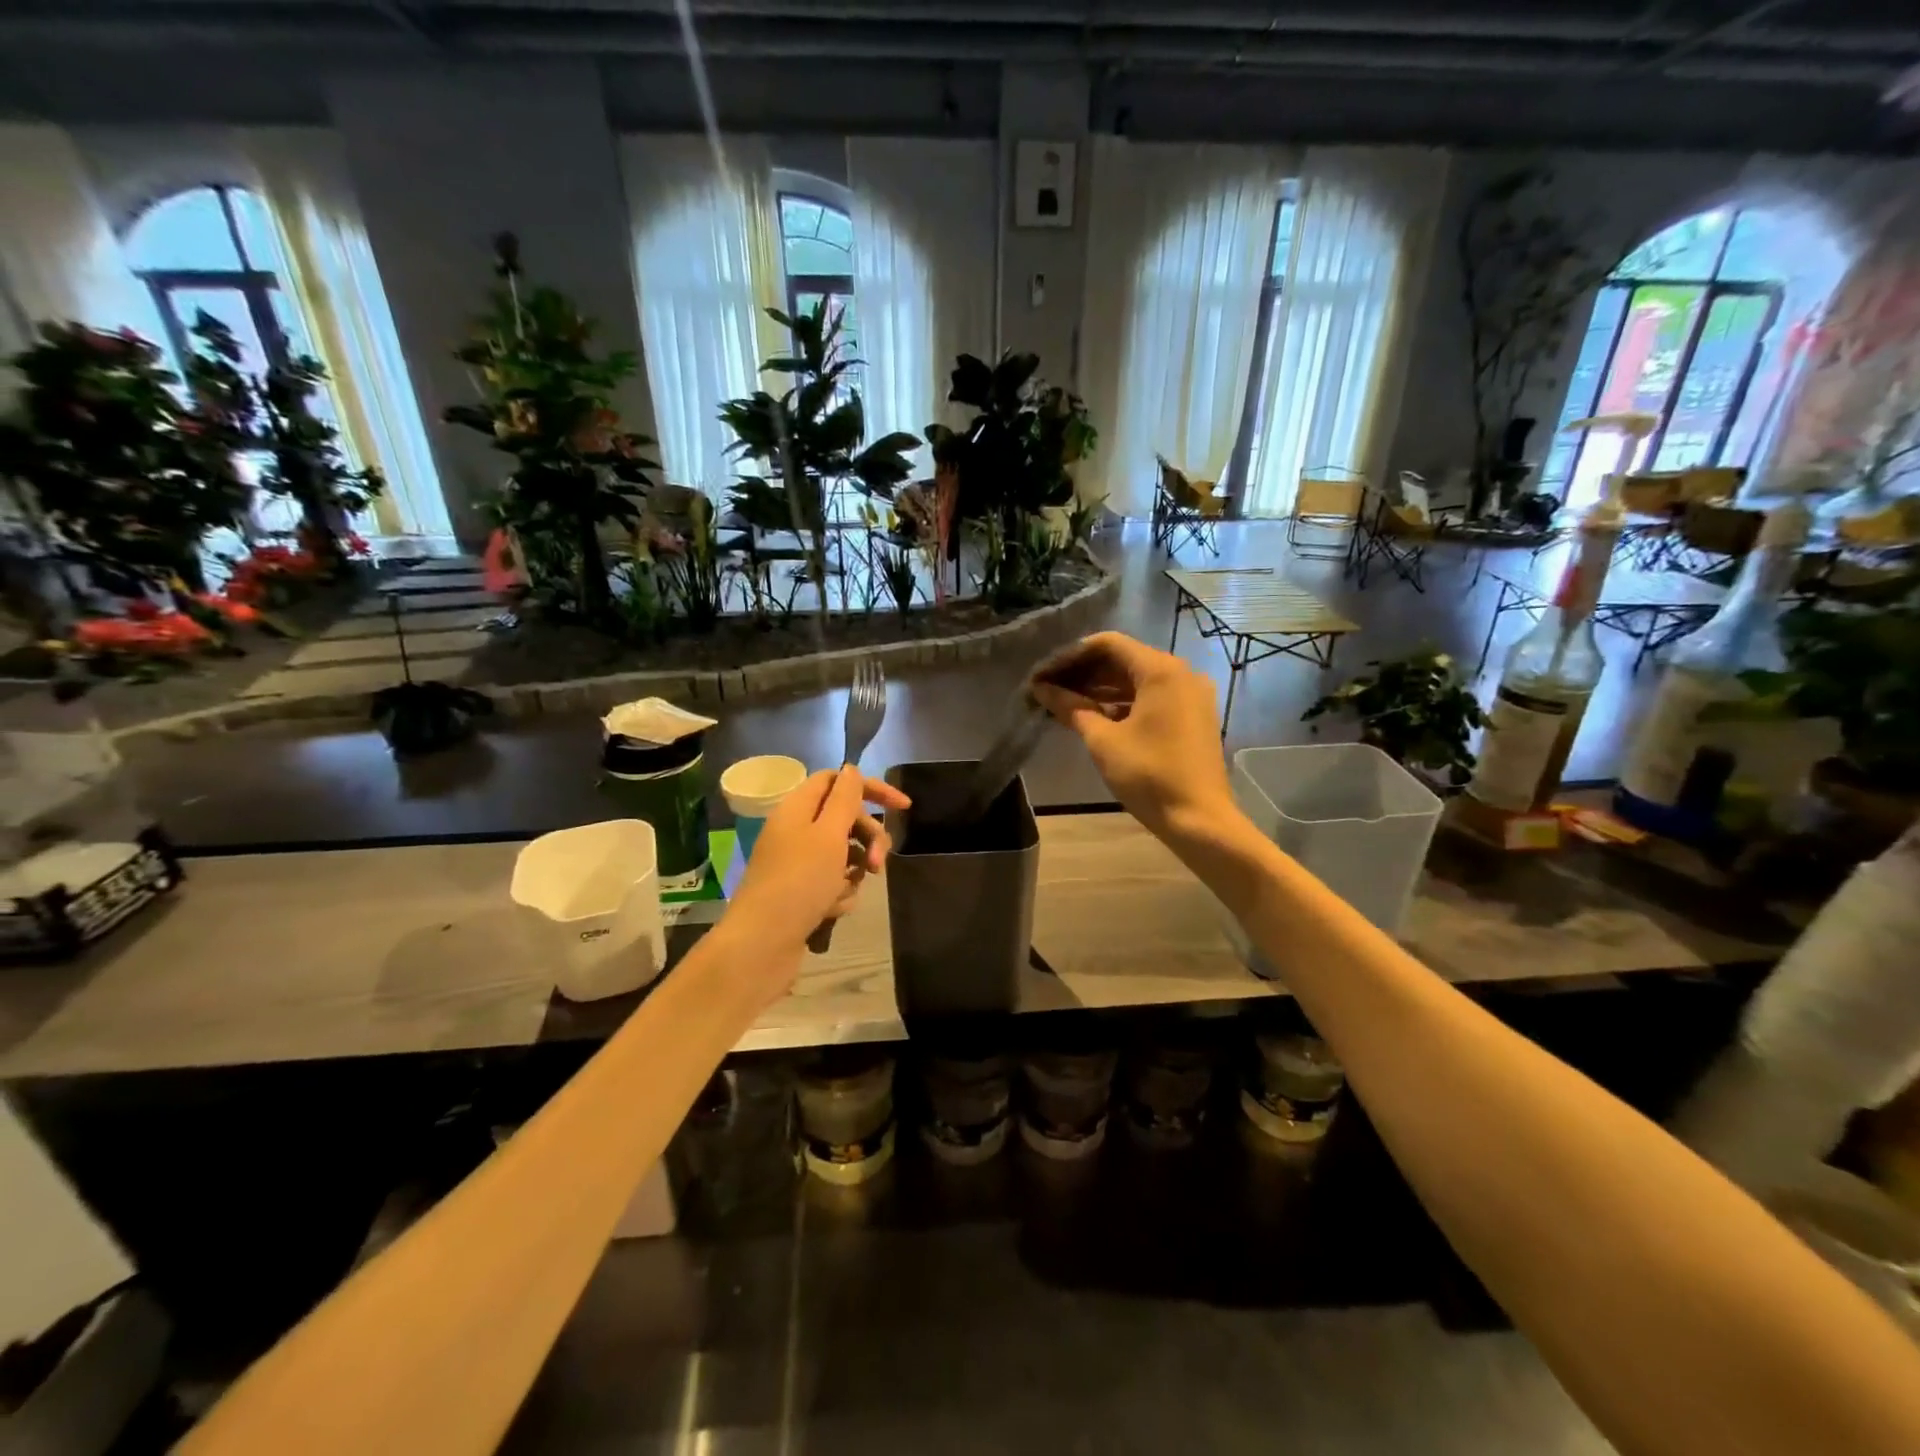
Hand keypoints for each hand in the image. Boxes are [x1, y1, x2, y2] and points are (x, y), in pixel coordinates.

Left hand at [725, 766, 909, 969]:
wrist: (762, 944)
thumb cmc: (799, 882)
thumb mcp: (829, 834)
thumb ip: (844, 798)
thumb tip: (851, 769)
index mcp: (798, 808)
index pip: (837, 781)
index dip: (870, 788)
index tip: (902, 807)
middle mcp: (795, 830)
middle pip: (845, 819)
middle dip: (868, 838)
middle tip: (878, 863)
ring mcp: (797, 863)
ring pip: (843, 854)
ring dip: (854, 871)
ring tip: (845, 892)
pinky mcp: (800, 892)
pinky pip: (833, 883)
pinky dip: (839, 894)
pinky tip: (832, 910)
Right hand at [1030, 631, 1233, 840]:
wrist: (1199, 820)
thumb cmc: (1149, 775)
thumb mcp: (1103, 740)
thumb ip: (1071, 708)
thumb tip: (1041, 689)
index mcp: (1161, 670)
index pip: (1108, 645)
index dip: (1071, 656)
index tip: (1043, 674)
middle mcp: (1180, 673)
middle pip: (1123, 660)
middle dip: (1083, 673)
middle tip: (1048, 689)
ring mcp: (1189, 695)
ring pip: (1136, 680)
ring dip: (1100, 689)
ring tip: (1063, 703)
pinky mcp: (1192, 715)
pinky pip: (1150, 697)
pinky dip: (1121, 703)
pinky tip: (1092, 716)